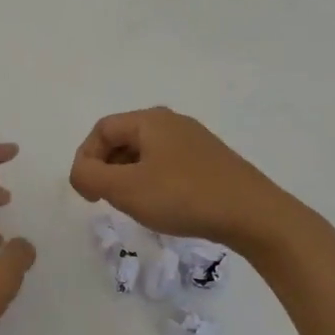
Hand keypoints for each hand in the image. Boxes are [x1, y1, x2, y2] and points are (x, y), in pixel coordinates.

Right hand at [70, 107, 295, 249]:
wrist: (254, 214)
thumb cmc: (183, 196)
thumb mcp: (126, 189)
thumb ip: (90, 176)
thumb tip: (81, 171)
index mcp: (149, 120)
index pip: (101, 130)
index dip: (85, 159)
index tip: (87, 194)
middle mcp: (171, 121)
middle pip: (123, 138)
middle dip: (106, 168)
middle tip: (105, 200)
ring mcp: (194, 140)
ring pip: (145, 153)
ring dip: (129, 176)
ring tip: (133, 206)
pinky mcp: (210, 160)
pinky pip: (167, 164)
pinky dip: (153, 181)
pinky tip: (163, 206)